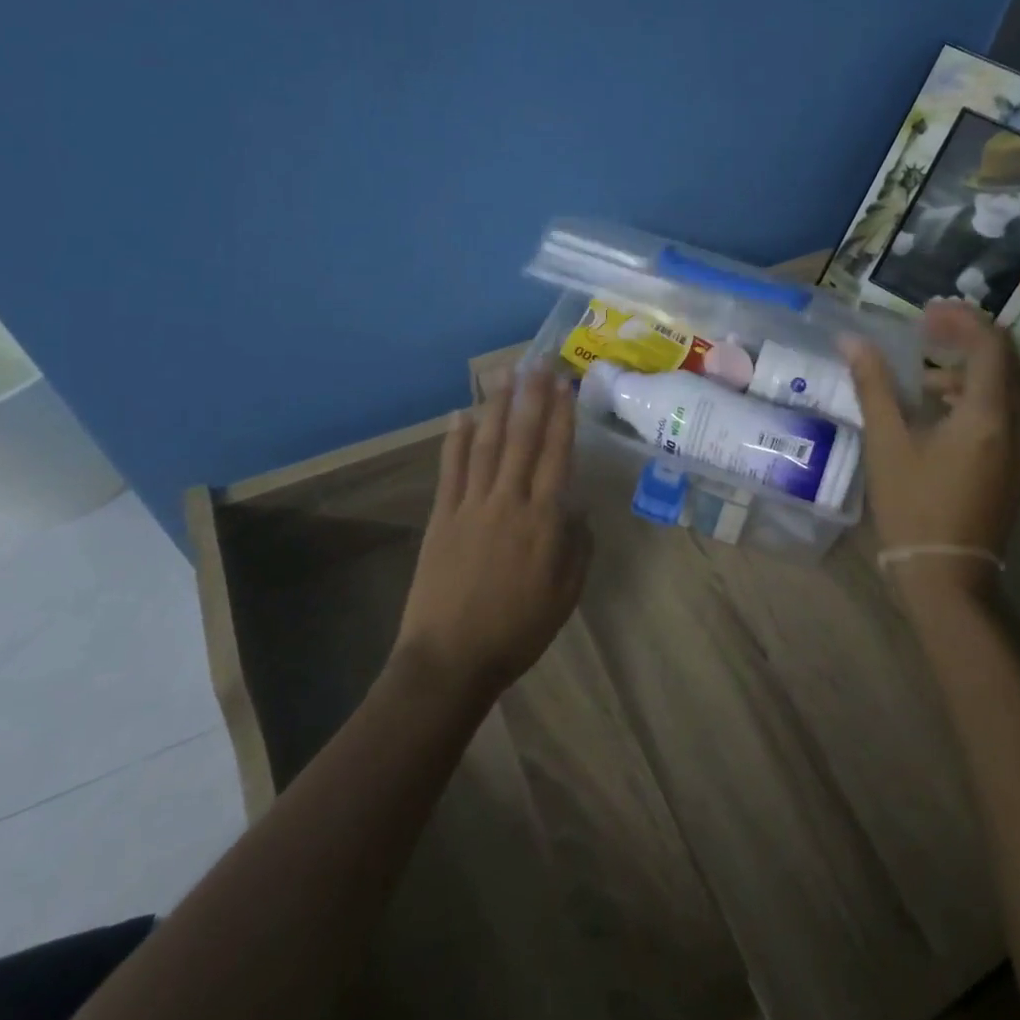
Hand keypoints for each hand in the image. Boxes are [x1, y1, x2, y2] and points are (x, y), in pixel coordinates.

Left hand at [395, 369, 588, 697]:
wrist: (451, 658)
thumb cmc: (518, 630)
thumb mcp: (565, 594)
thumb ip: (577, 547)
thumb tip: (578, 509)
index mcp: (543, 521)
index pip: (556, 455)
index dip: (561, 416)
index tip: (564, 384)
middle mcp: (508, 501)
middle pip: (522, 438)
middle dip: (532, 396)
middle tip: (538, 360)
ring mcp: (471, 505)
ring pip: (487, 444)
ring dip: (496, 406)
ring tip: (503, 373)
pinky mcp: (442, 516)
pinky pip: (452, 469)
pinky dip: (456, 439)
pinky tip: (461, 414)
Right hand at [841, 301, 1019, 598]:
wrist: (946, 575)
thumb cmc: (913, 506)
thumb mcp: (887, 442)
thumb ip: (873, 385)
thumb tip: (851, 340)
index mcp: (988, 415)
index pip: (990, 344)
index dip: (960, 319)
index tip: (924, 314)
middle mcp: (1019, 424)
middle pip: (1006, 359)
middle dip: (967, 337)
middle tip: (927, 332)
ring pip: (1008, 386)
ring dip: (972, 368)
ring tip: (925, 374)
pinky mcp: (1019, 466)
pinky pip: (1008, 411)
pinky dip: (978, 396)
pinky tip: (940, 411)